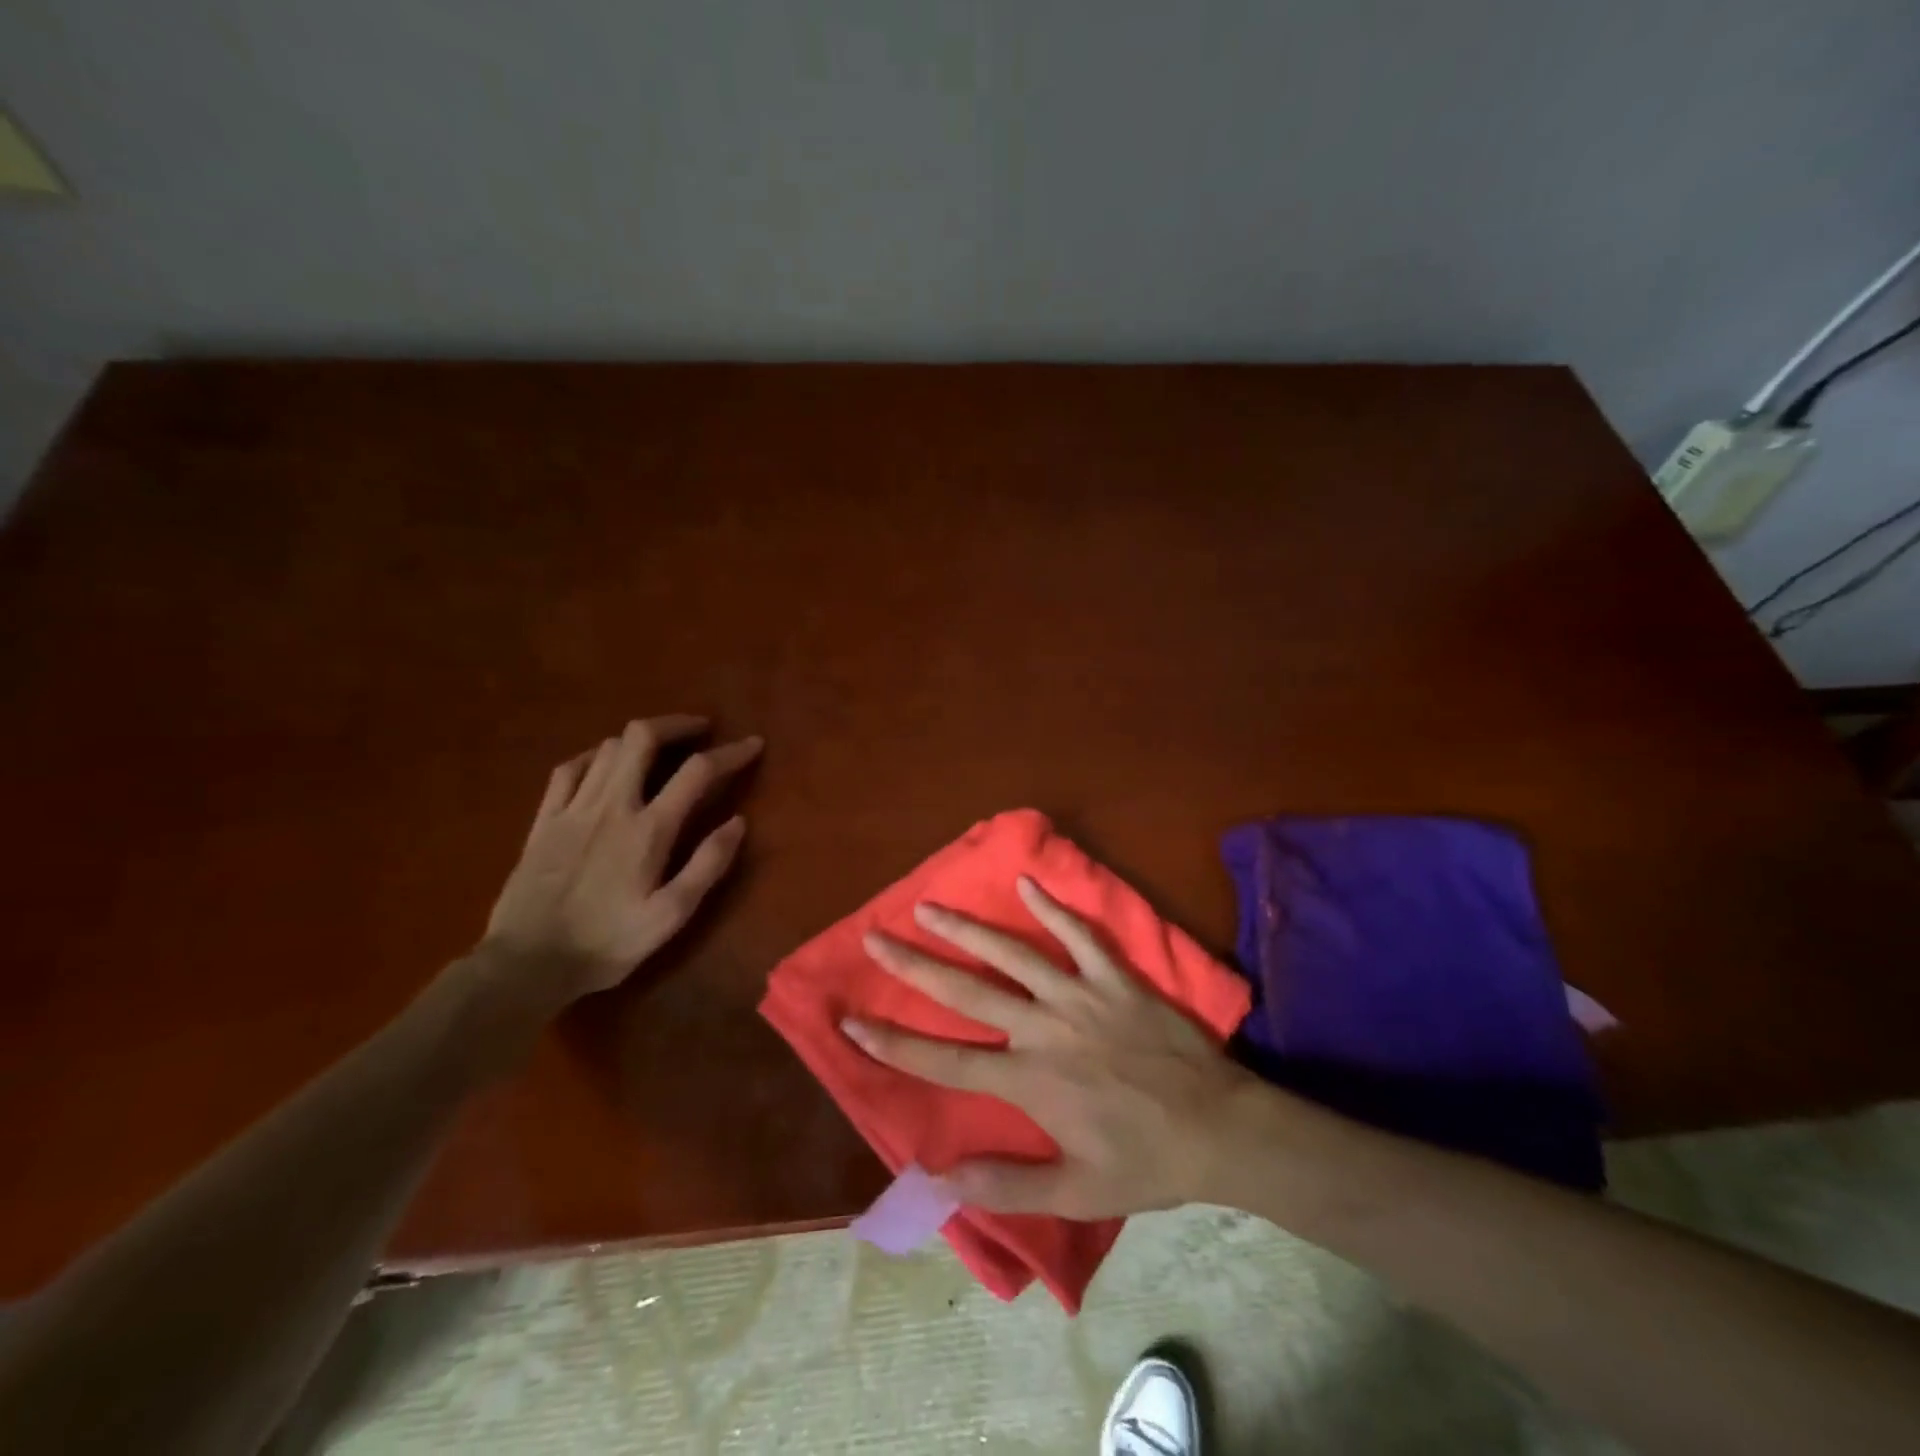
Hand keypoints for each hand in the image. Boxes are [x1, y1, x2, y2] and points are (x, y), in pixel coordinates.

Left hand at [483, 715, 761, 1002]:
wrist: (525, 964)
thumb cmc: (607, 943)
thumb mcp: (670, 916)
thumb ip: (707, 866)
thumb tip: (738, 822)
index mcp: (648, 830)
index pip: (697, 772)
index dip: (730, 752)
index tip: (753, 745)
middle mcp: (611, 806)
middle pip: (643, 738)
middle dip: (677, 724)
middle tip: (701, 730)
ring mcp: (573, 808)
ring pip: (609, 747)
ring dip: (641, 738)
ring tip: (661, 748)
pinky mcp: (545, 820)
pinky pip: (570, 768)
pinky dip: (596, 756)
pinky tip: (606, 763)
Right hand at [843, 876, 1258, 1217]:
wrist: (1220, 1128)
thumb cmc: (1145, 1162)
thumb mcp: (1076, 1192)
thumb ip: (1007, 1185)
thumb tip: (939, 1178)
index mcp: (1029, 1081)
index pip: (945, 1060)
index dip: (893, 1042)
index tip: (851, 1020)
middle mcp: (1044, 1028)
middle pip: (966, 992)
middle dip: (914, 965)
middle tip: (875, 937)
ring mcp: (1080, 996)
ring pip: (1012, 954)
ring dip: (967, 929)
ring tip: (928, 906)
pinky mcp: (1115, 977)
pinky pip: (1079, 935)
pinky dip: (1053, 907)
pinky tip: (1027, 882)